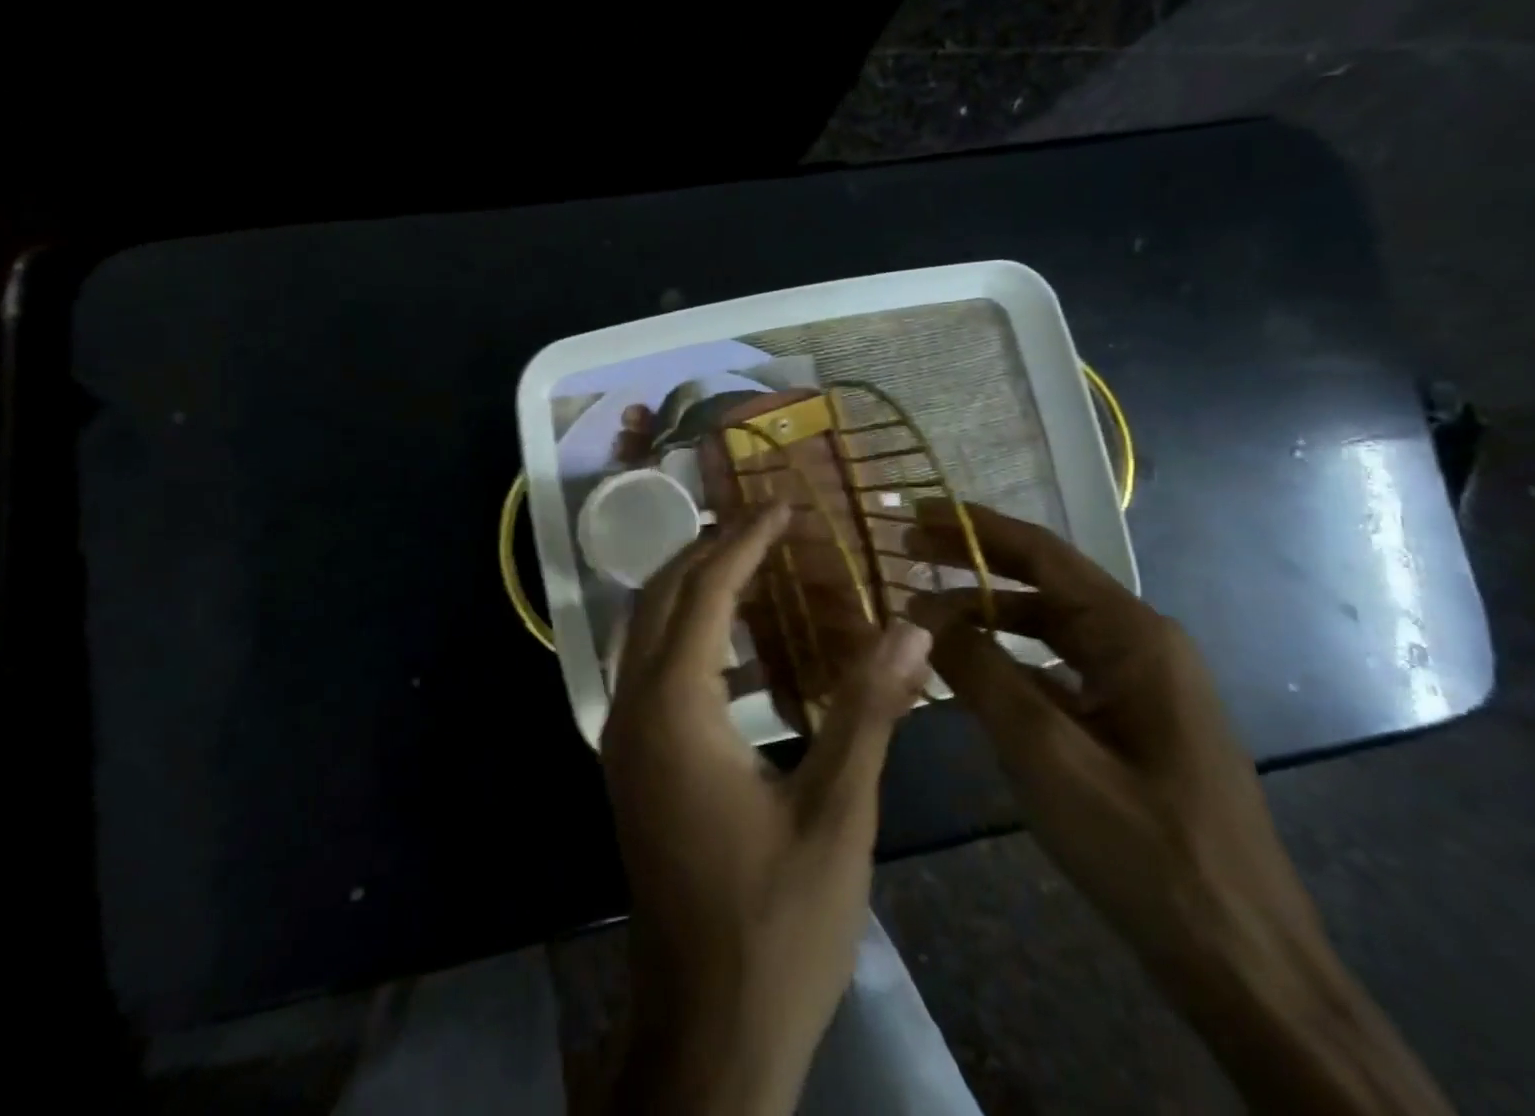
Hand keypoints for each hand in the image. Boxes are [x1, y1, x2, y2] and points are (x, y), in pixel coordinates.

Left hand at [602, 502, 932, 1115]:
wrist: (708, 1030)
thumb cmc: (776, 923)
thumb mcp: (837, 815)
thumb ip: (868, 712)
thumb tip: (910, 627)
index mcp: (674, 708)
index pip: (706, 591)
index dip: (745, 540)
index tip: (783, 504)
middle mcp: (633, 709)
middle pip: (661, 597)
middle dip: (709, 551)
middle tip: (766, 524)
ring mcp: (624, 738)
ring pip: (649, 632)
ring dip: (696, 591)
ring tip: (757, 568)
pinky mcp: (633, 764)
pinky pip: (654, 671)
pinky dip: (694, 640)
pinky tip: (747, 652)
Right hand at [907, 501, 1453, 1115]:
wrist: (1242, 962)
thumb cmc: (1143, 846)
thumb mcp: (1045, 751)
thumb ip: (979, 670)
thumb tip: (919, 612)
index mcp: (1134, 635)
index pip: (1042, 554)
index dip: (974, 527)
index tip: (915, 511)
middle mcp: (1141, 644)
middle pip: (1044, 583)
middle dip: (973, 563)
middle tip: (906, 549)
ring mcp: (1140, 685)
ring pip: (1049, 627)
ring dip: (987, 612)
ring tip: (924, 612)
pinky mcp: (1131, 722)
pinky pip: (1058, 668)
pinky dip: (1010, 658)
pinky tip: (969, 670)